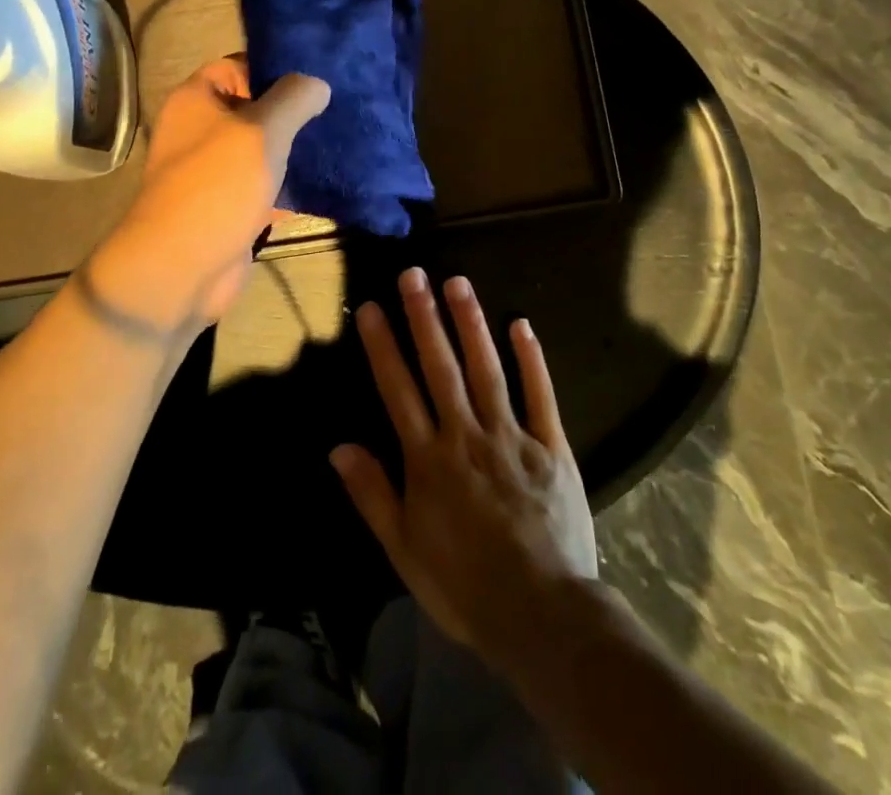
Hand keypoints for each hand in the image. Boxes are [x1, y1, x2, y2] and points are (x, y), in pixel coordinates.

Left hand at [84, 57, 329, 339]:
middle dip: (290, 110)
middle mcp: (199, 129)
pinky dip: (286, 183)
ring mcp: (212, 170)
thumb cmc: (218, 185)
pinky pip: (261, 184)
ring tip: (335, 139)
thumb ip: (293, 99)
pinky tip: (322, 180)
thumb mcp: (262, 130)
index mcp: (196, 100)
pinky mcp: (227, 205)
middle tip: (335, 108)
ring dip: (291, 148)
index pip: (237, 65)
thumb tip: (317, 83)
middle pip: (252, 107)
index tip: (315, 76)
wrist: (182, 267)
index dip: (274, 68)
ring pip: (259, 148)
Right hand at [331, 268, 596, 664]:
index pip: (399, 390)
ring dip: (471, 323)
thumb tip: (338, 446)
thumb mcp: (405, 550)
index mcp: (428, 460)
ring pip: (487, 369)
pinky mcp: (551, 447)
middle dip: (424, 318)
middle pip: (441, 367)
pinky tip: (521, 324)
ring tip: (457, 282)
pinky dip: (531, 359)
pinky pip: (540, 396)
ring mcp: (511, 437)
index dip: (383, 346)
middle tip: (413, 274)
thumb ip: (372, 494)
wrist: (544, 616)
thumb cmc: (465, 586)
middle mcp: (466, 435)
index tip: (373, 307)